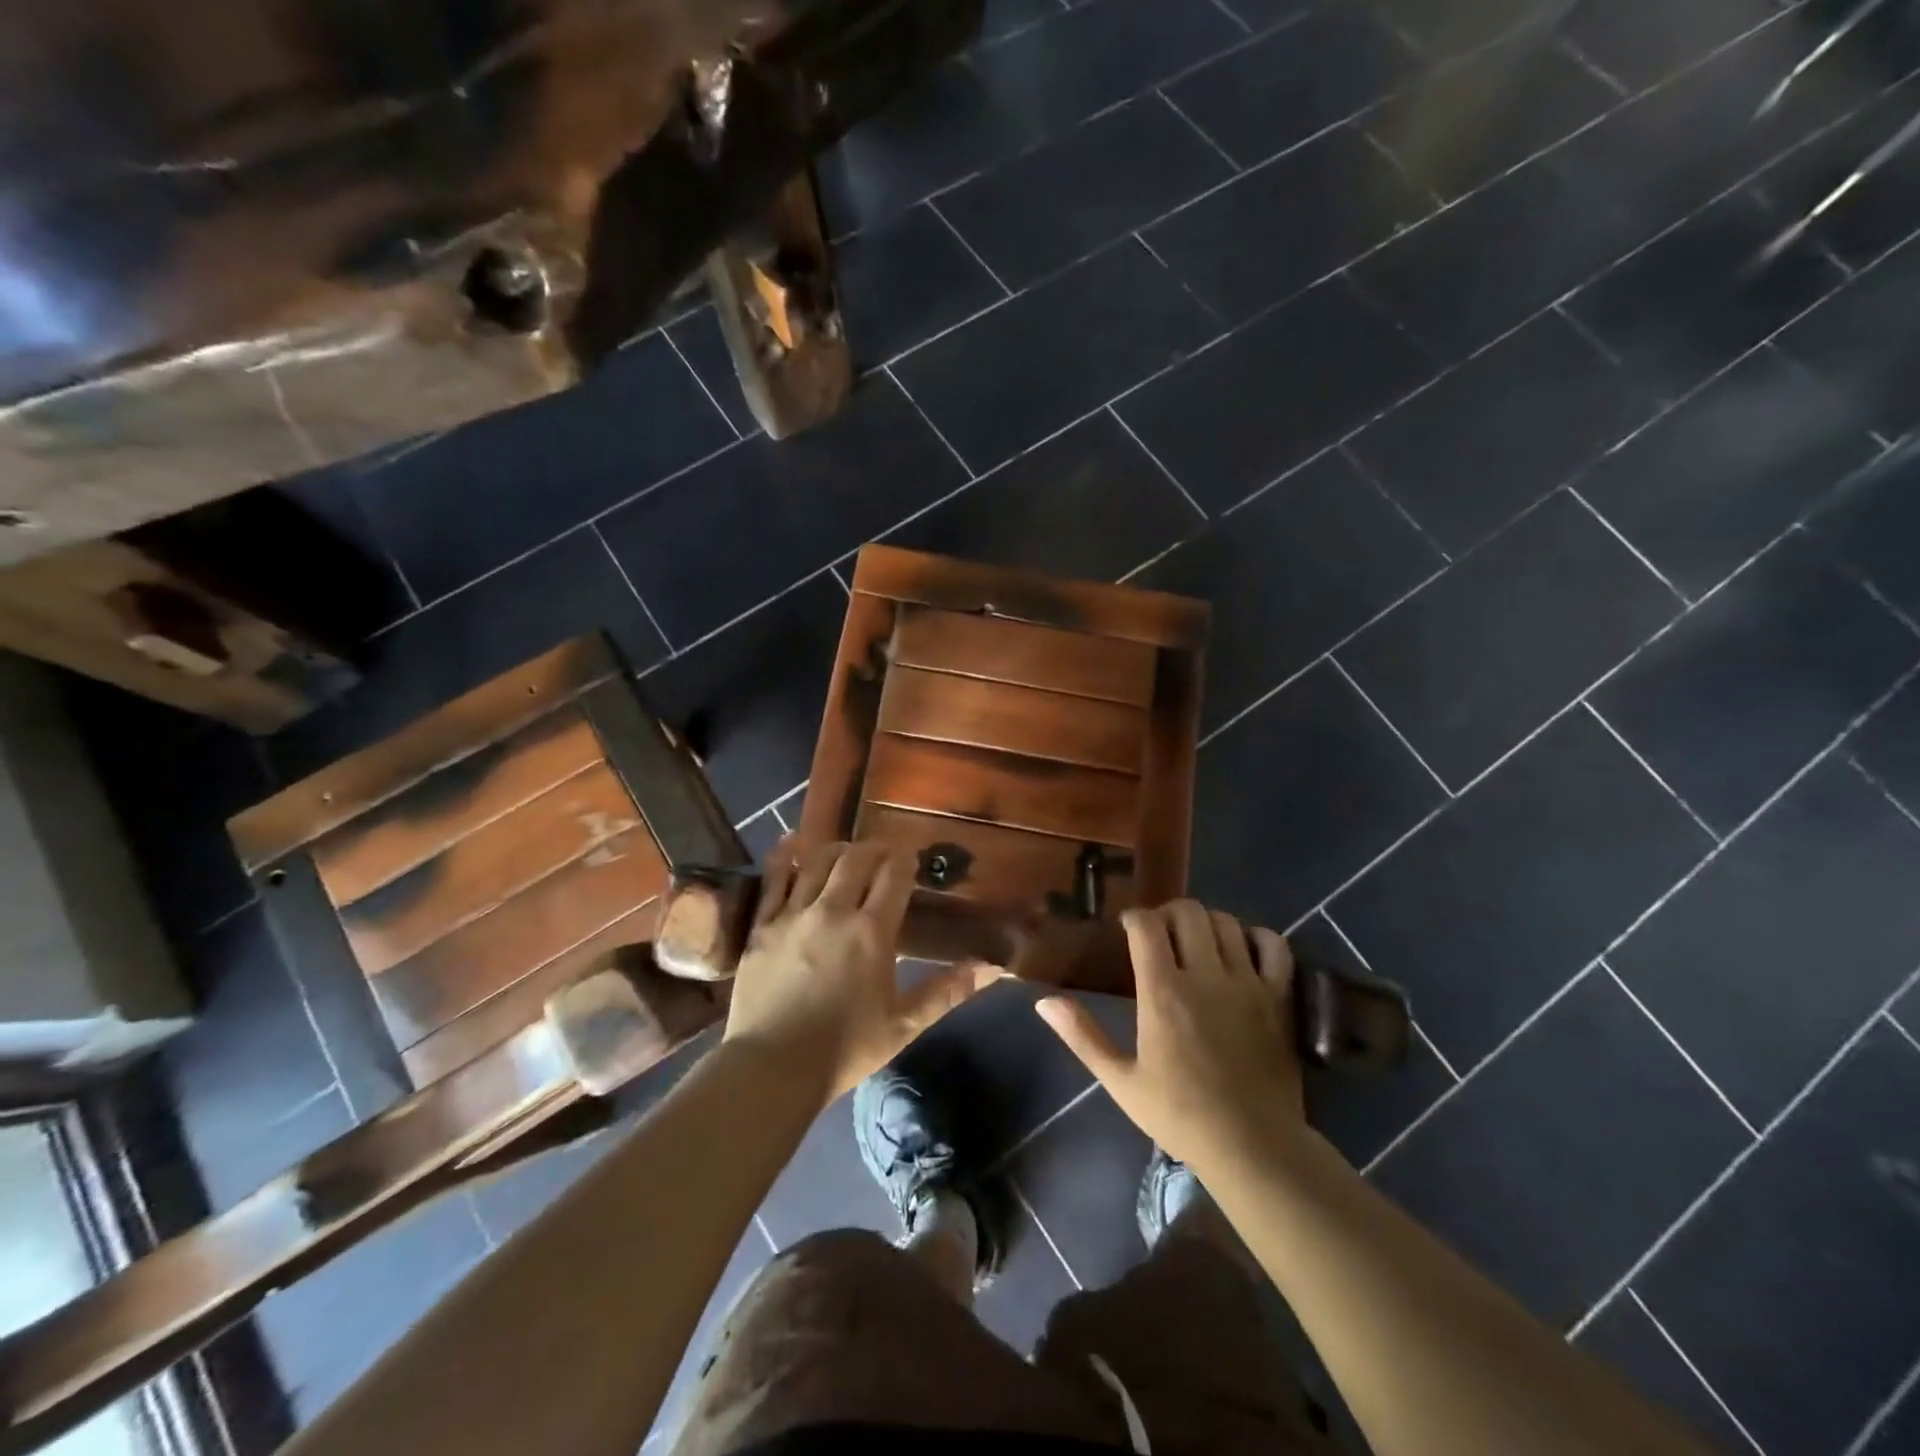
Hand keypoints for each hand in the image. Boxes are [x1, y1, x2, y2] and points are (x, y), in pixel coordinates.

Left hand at [722, 839, 1000, 1106]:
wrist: (772, 1068)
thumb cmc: (845, 1049)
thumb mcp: (904, 1024)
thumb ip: (947, 991)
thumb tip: (992, 968)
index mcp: (871, 932)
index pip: (894, 876)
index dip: (906, 861)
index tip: (912, 860)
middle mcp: (833, 911)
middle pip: (857, 859)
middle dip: (876, 849)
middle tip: (885, 855)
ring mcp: (793, 914)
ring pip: (818, 862)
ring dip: (839, 849)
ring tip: (849, 852)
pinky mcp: (762, 925)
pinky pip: (774, 878)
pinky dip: (785, 855)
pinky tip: (793, 841)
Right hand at [1035, 901, 1303, 1171]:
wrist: (1253, 1146)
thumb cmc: (1180, 1115)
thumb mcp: (1121, 1081)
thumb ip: (1082, 1036)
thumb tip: (1044, 1002)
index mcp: (1163, 992)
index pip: (1146, 926)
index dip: (1134, 917)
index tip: (1128, 928)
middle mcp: (1205, 975)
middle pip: (1188, 912)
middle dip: (1169, 913)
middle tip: (1161, 934)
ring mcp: (1247, 983)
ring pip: (1226, 922)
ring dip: (1207, 923)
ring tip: (1198, 942)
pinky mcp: (1279, 996)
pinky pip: (1273, 945)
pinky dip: (1256, 937)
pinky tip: (1242, 951)